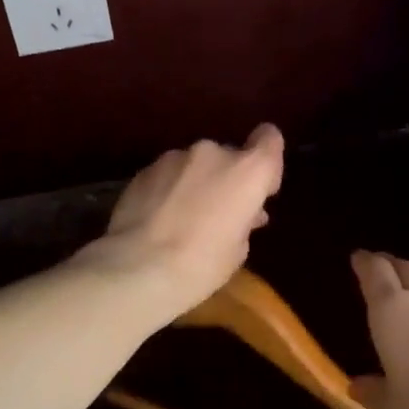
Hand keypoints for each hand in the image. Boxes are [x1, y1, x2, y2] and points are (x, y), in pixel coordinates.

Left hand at [83, 123, 285, 317]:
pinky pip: (169, 174)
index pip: (269, 140)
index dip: (268, 162)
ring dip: (197, 183)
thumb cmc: (202, 264)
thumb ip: (245, 220)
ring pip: (196, 165)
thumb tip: (244, 213)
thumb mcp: (238, 249)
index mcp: (248, 170)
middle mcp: (214, 152)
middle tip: (219, 213)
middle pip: (230, 156)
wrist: (138, 268)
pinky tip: (160, 218)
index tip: (261, 190)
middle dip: (228, 179)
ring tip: (184, 217)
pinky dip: (170, 189)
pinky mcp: (145, 168)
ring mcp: (176, 157)